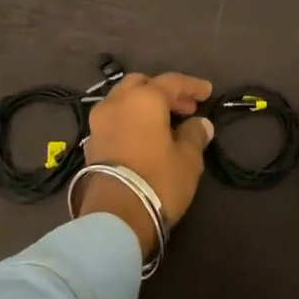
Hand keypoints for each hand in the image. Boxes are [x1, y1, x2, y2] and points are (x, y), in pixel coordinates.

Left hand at [78, 72, 215, 254]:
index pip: (172, 82)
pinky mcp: (90, 143)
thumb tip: (201, 123)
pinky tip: (144, 136)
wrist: (114, 217)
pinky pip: (114, 120)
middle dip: (163, 91)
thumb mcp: (188, 159)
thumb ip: (195, 135)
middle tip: (184, 107)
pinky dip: (130, 120)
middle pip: (141, 84)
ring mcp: (99, 122)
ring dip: (143, 105)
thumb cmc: (158, 180)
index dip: (192, 86)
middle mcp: (117, 102)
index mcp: (144, 98)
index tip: (207, 92)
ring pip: (123, 100)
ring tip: (165, 123)